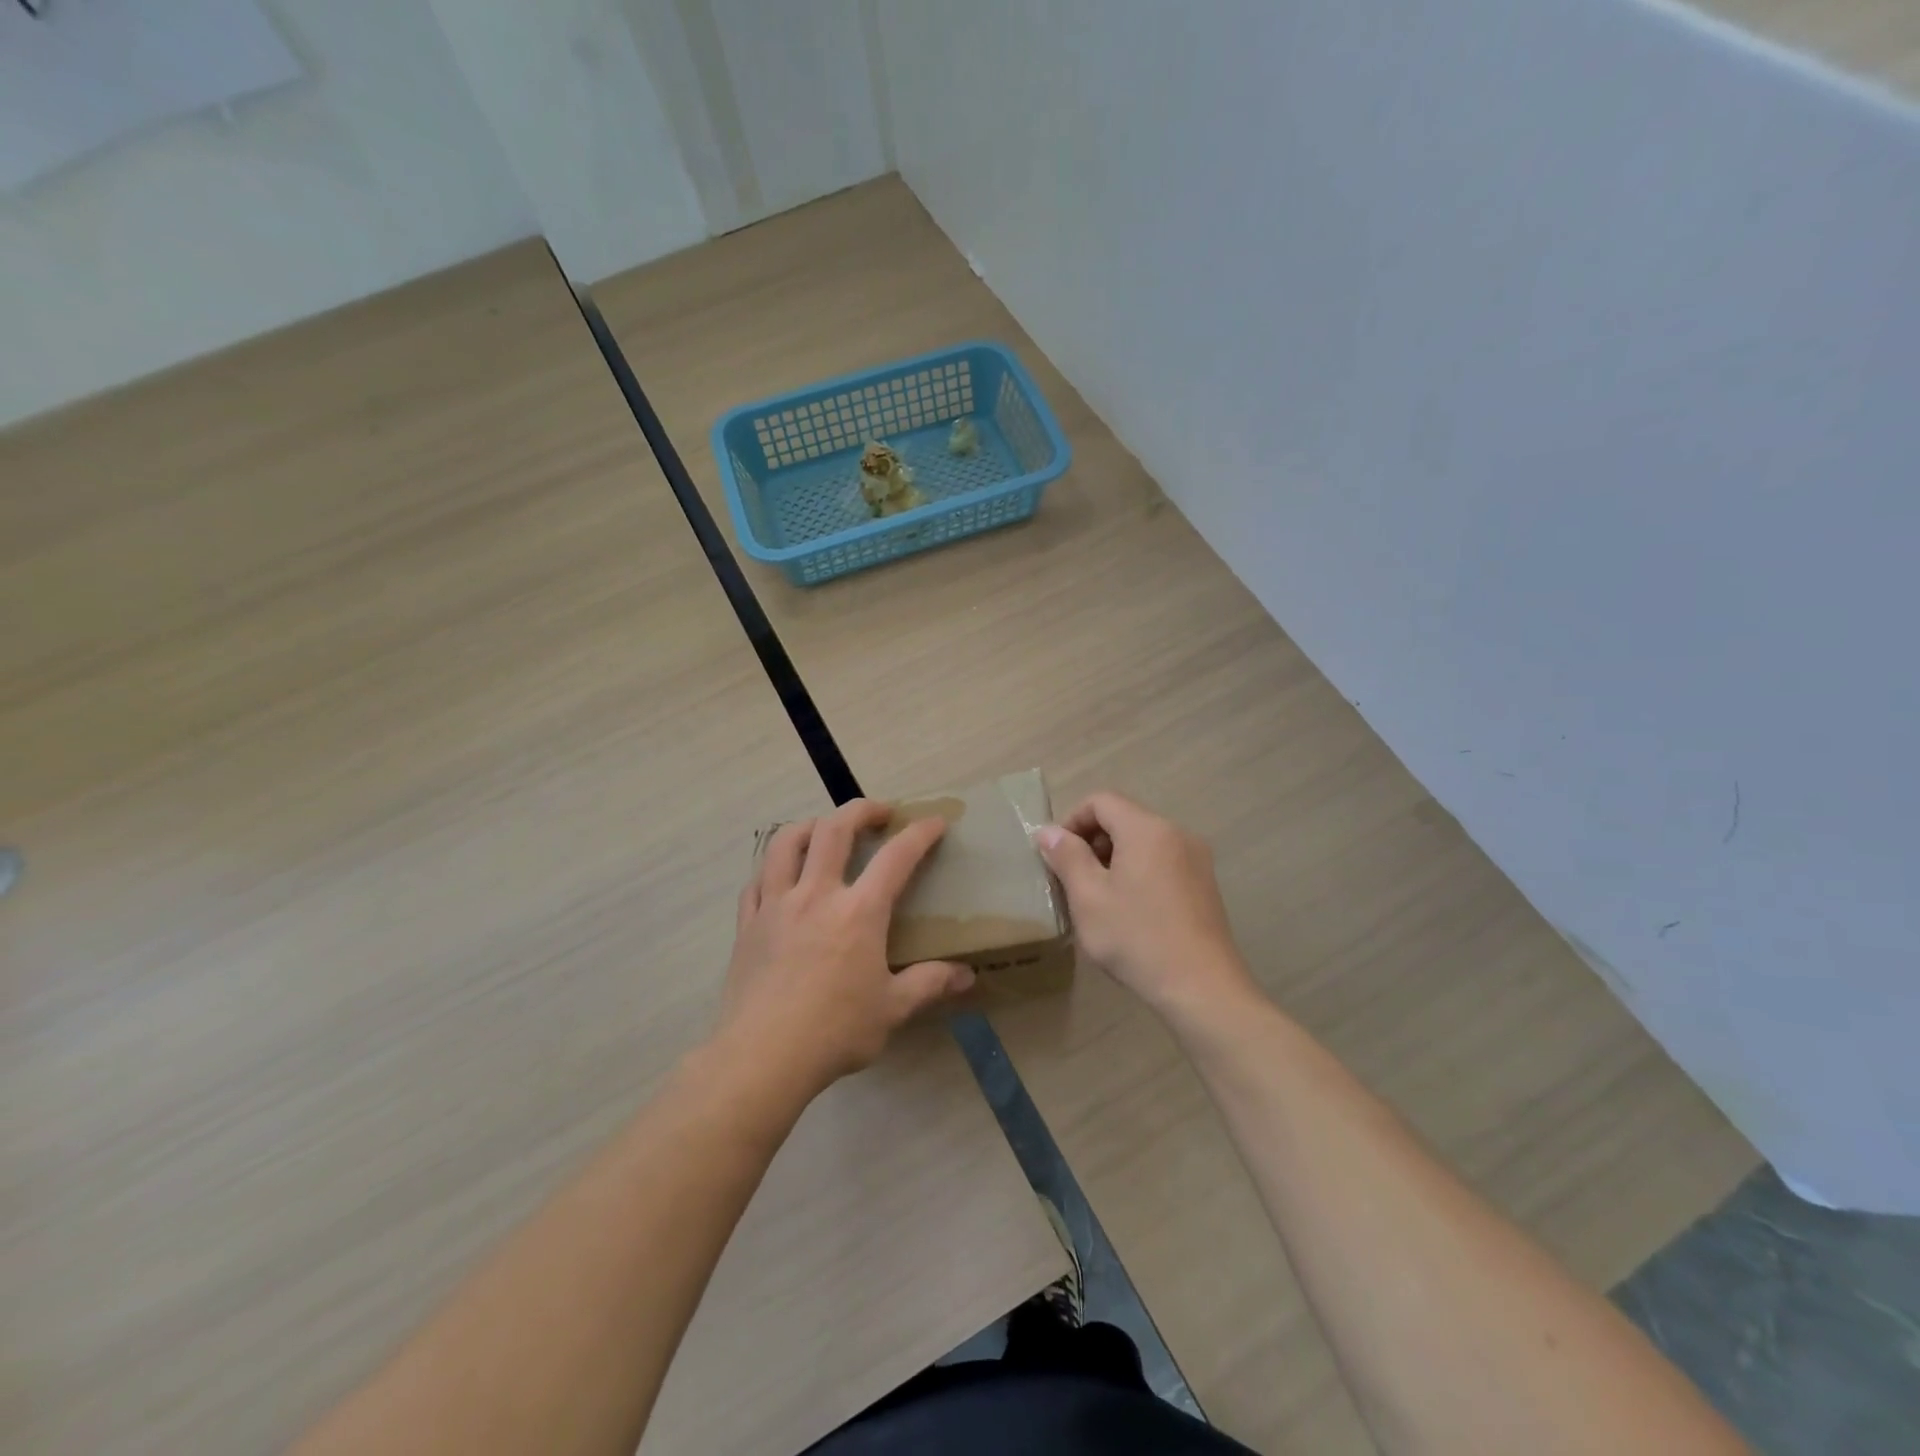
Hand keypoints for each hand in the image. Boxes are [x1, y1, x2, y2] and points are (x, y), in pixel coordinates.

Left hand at [718, 798, 975, 1096]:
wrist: (762, 1057)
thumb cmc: (835, 1031)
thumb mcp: (892, 1009)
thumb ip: (929, 984)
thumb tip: (967, 976)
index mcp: (859, 911)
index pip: (897, 857)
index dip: (920, 833)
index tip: (935, 821)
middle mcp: (816, 894)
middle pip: (835, 829)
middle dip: (861, 810)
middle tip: (879, 813)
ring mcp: (776, 906)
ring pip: (786, 843)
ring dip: (809, 825)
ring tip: (823, 830)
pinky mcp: (747, 925)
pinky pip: (757, 882)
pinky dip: (771, 870)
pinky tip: (780, 879)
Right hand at [1034, 792, 1258, 1022]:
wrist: (1202, 988)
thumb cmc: (1137, 938)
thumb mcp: (1089, 897)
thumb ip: (1067, 856)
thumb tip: (1048, 831)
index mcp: (1147, 829)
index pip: (1101, 801)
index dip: (1071, 821)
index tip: (1056, 856)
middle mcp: (1176, 833)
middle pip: (1124, 818)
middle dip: (1092, 841)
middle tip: (1072, 879)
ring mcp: (1196, 859)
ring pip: (1143, 841)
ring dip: (1113, 858)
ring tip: (1097, 898)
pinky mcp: (1204, 884)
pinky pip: (1161, 861)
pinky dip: (1137, 872)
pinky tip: (1129, 911)